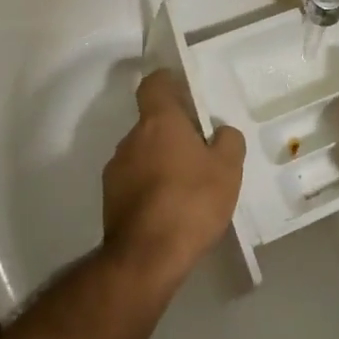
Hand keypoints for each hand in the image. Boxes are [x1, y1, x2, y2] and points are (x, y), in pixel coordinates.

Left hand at [102, 69, 246, 286]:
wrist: (146, 256)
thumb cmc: (191, 201)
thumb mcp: (228, 169)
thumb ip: (228, 141)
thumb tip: (220, 133)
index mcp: (158, 122)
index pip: (154, 84)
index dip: (168, 82)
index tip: (183, 90)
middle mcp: (131, 139)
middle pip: (152, 123)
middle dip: (173, 132)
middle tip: (201, 151)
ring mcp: (115, 169)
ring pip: (143, 153)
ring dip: (161, 161)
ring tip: (188, 186)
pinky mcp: (109, 199)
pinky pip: (135, 181)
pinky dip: (151, 187)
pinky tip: (171, 209)